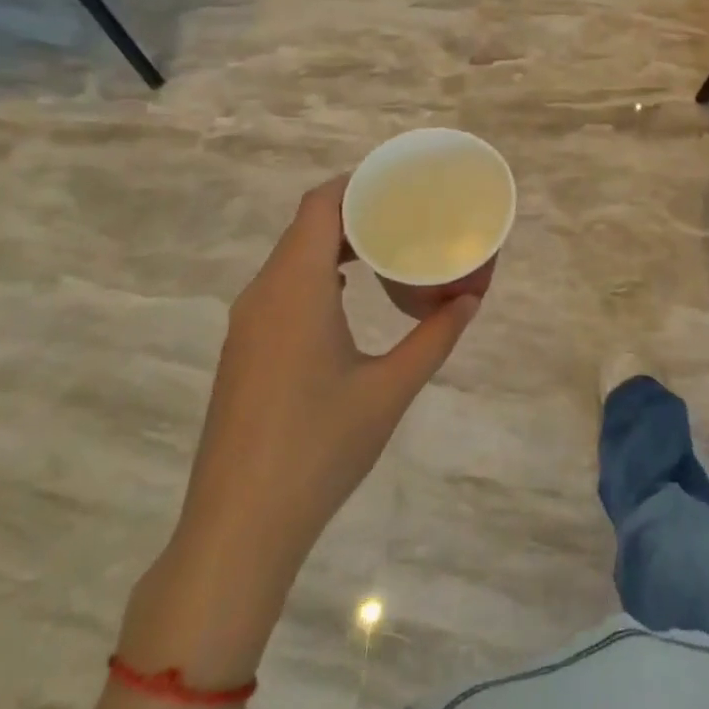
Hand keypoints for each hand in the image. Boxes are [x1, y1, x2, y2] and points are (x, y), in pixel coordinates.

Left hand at [119, 176, 479, 683]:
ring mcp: (247, 324)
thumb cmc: (319, 448)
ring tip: (385, 247)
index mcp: (295, 289)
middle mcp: (263, 294)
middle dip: (354, 211)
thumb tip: (471, 300)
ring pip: (291, 258)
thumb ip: (435, 338)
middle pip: (305, 225)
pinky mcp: (244, 350)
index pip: (319, 205)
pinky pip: (281, 287)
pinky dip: (317, 274)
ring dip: (334, 244)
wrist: (238, 527)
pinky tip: (348, 295)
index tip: (400, 181)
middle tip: (406, 212)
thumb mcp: (390, 389)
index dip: (357, 183)